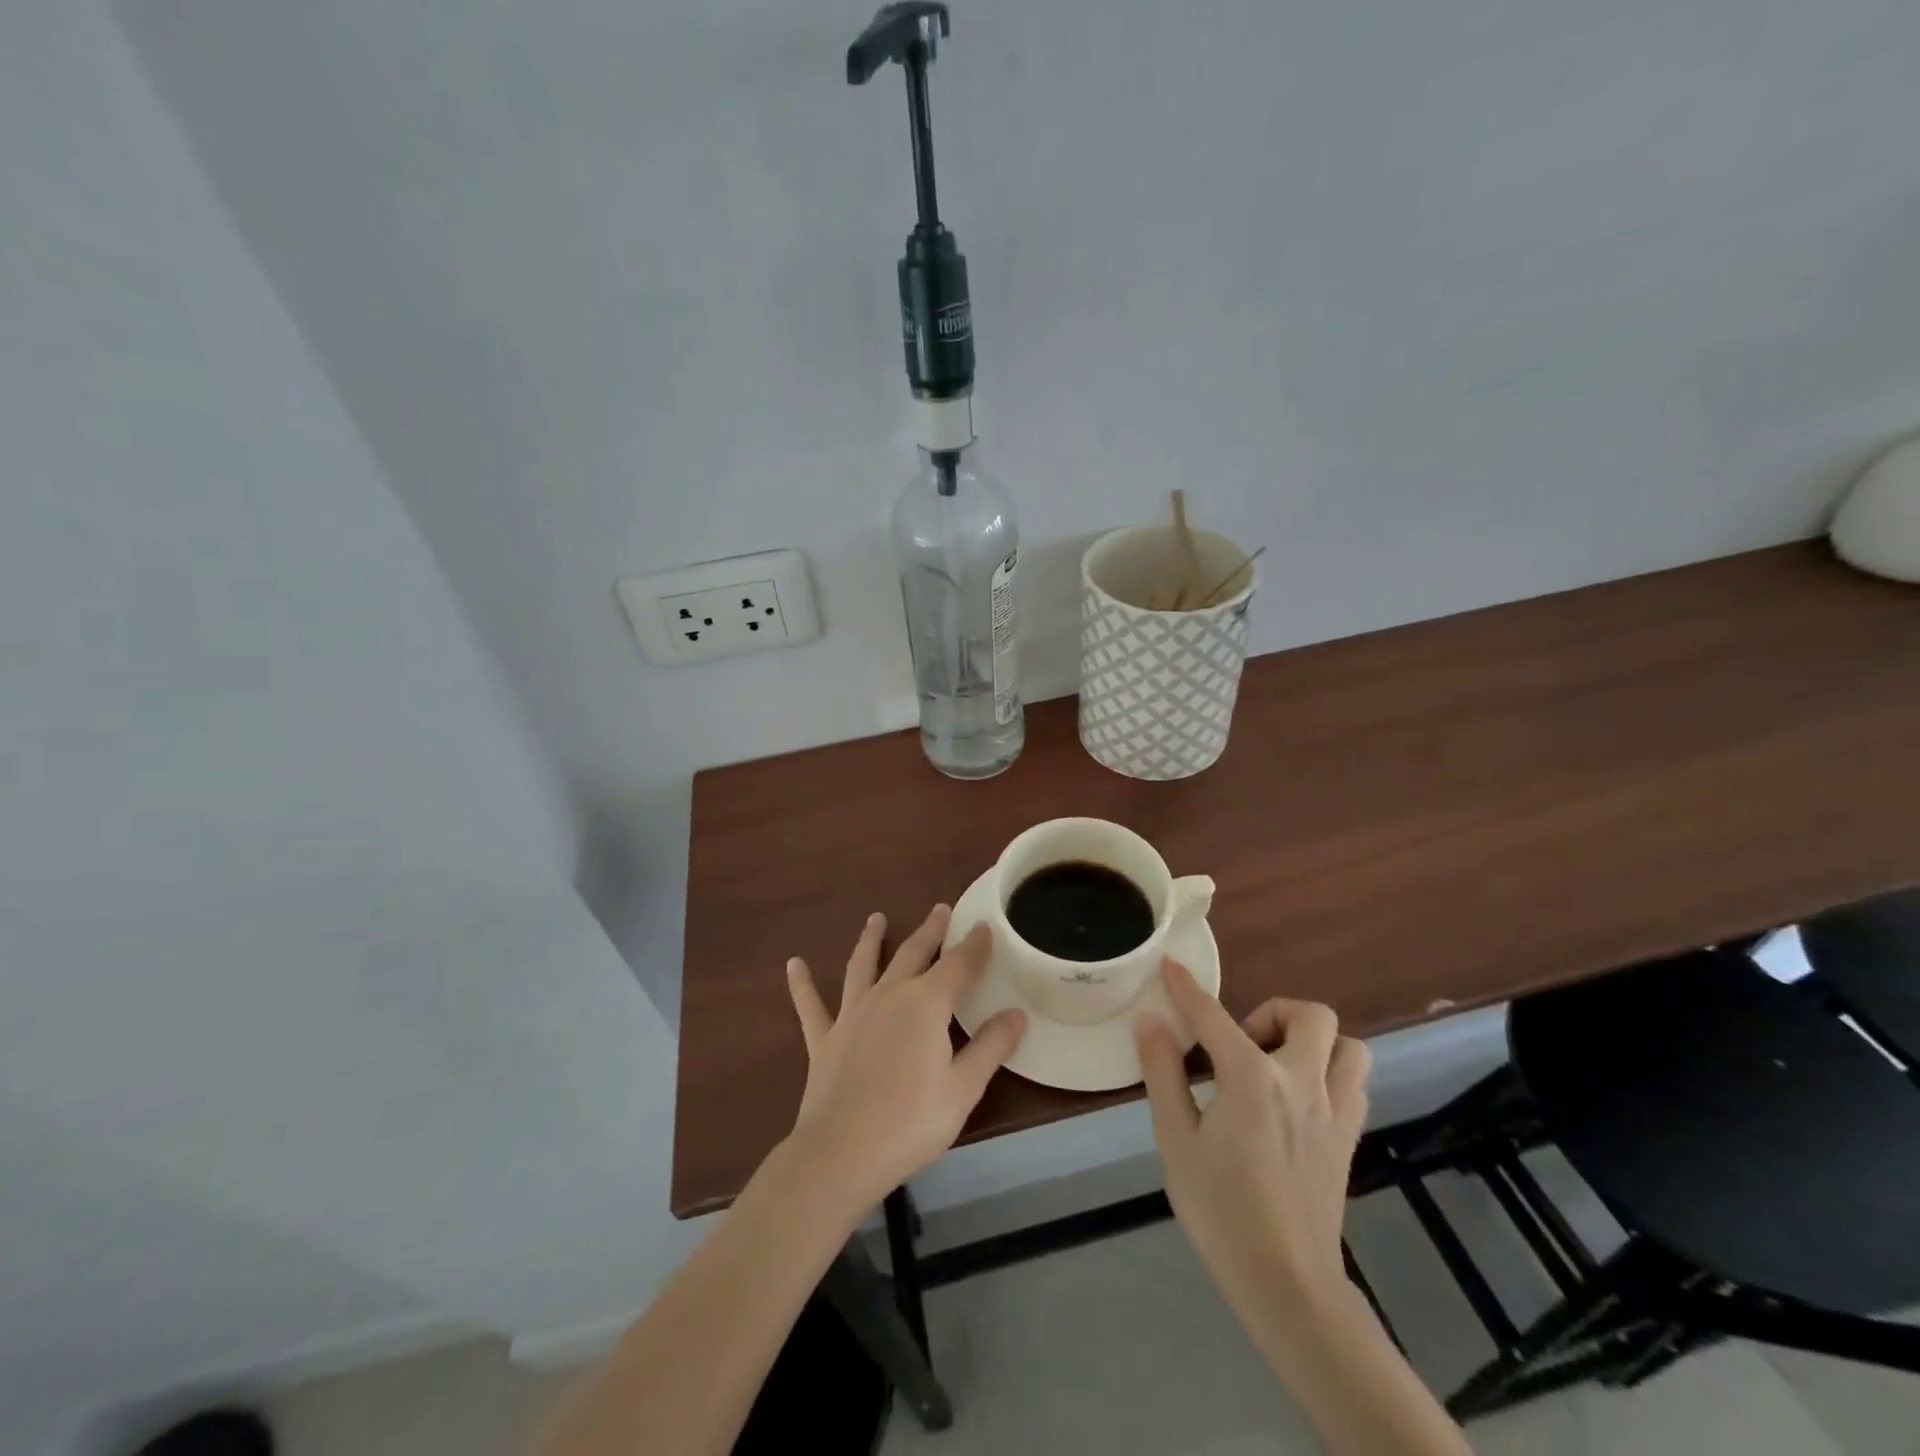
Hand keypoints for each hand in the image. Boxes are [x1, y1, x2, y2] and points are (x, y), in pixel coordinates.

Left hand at [784, 906, 1026, 1210]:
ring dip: (871, 940)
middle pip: (913, 954)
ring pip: (863, 966)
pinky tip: (793, 964)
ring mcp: (852, 1014)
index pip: (958, 965)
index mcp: (926, 1004)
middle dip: (930, 931)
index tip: (984, 926)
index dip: (974, 945)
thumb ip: (990, 1046)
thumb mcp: (963, 1088)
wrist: (841, 1153)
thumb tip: (1016, 1013)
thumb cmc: (911, 1122)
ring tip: (876, 918)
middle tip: (940, 909)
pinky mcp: (824, 1038)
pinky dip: (802, 983)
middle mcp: (889, 996)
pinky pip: (811, 1004)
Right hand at [1136, 959, 1371, 1322]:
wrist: (1288, 1284)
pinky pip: (1353, 1081)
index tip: (1170, 965)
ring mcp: (1334, 1110)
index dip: (1186, 987)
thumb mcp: (1176, 1140)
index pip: (1213, 1015)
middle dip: (1271, 1011)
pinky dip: (1330, 1071)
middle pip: (1309, 1015)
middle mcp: (1301, 1082)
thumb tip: (1151, 1021)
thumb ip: (1162, 1073)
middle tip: (1239, 1043)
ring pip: (1348, 1045)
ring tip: (1275, 1064)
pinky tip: (1299, 1096)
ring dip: (1312, 1040)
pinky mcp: (1349, 1137)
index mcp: (1252, 1079)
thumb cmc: (1221, 1210)